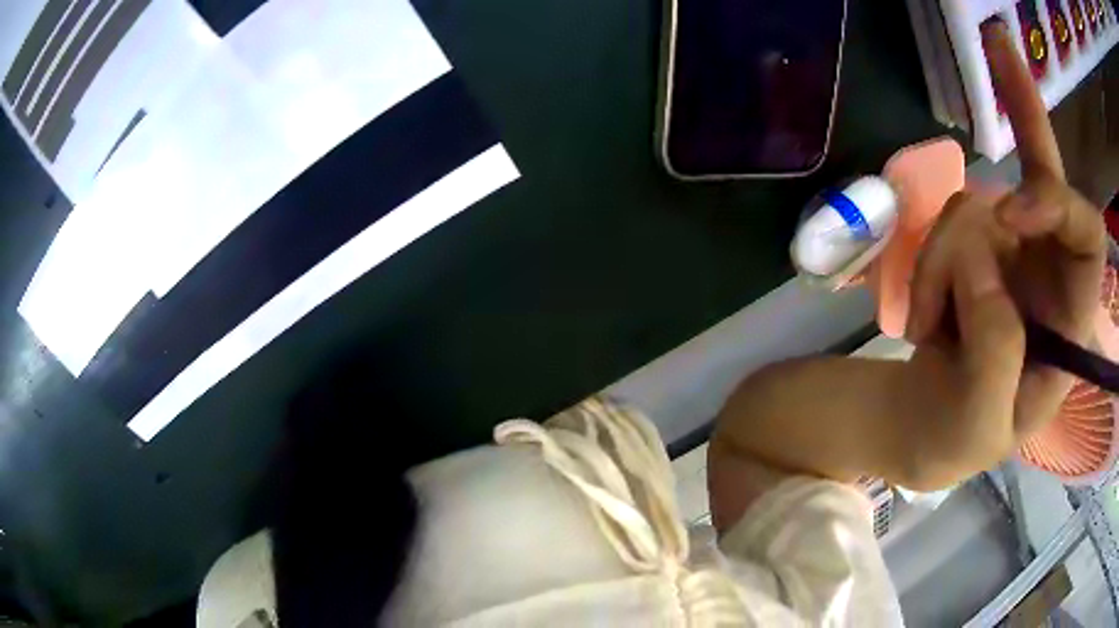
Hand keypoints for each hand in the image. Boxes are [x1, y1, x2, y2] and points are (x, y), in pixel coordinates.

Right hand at [899, 22, 1106, 484]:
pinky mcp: (973, 248)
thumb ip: (997, 351)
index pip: (1087, 236)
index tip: (1011, 214)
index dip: (1057, 203)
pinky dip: (928, 263)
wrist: (926, 426)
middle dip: (1025, 106)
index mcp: (1069, 322)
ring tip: (931, 329)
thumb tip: (981, 254)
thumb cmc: (960, 437)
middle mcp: (1048, 271)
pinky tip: (929, 314)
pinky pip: (948, 219)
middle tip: (997, 40)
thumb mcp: (981, 422)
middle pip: (1048, 172)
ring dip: (943, 264)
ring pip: (974, 206)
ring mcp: (1008, 253)